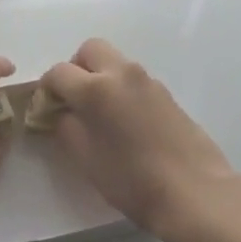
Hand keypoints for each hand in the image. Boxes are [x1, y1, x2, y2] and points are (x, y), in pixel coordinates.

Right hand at [40, 39, 239, 241]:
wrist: (194, 191)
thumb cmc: (133, 180)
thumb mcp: (86, 160)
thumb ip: (66, 128)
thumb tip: (61, 113)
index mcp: (96, 88)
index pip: (58, 72)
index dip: (47, 89)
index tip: (46, 109)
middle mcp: (121, 73)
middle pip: (89, 50)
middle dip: (76, 68)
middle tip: (74, 100)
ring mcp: (147, 80)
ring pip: (114, 61)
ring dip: (100, 76)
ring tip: (100, 114)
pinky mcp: (166, 91)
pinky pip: (133, 78)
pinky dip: (121, 87)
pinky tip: (125, 121)